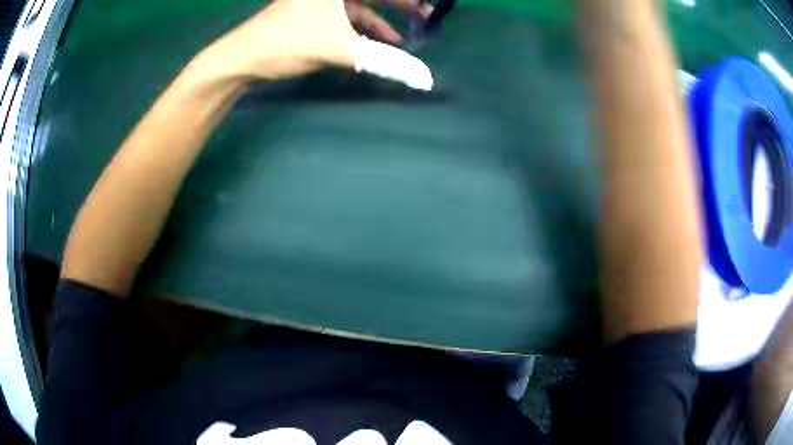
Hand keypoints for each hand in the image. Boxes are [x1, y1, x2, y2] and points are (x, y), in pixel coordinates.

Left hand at [197, 0, 433, 89]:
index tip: (428, 5)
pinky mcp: (314, 13)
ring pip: (361, 4)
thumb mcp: (339, 49)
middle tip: (426, 15)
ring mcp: (321, 1)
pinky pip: (348, 16)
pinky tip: (379, 42)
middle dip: (400, 4)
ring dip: (383, 18)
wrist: (242, 59)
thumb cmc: (288, 42)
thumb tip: (423, 78)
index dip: (407, 0)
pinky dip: (365, 28)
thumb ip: (384, 61)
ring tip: (405, 35)